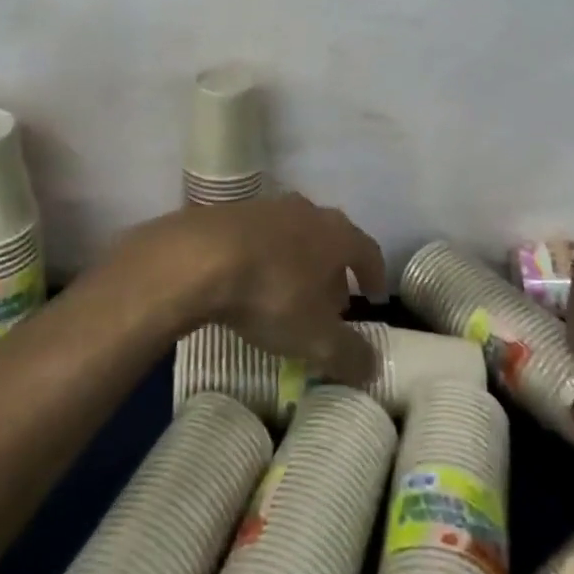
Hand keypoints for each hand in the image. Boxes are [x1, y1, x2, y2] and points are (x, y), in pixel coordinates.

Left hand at [119, 194, 387, 385]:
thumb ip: (349, 354)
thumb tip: (373, 366)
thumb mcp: (316, 337)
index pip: (368, 251)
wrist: (198, 257)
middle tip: (330, 305)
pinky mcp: (230, 212)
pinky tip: (252, 282)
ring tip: (289, 296)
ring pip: (294, 236)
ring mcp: (266, 207)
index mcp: (336, 233)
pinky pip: (260, 238)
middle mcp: (306, 211)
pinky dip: (265, 259)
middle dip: (333, 273)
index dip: (374, 275)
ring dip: (298, 264)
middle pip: (330, 240)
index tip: (374, 297)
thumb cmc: (271, 292)